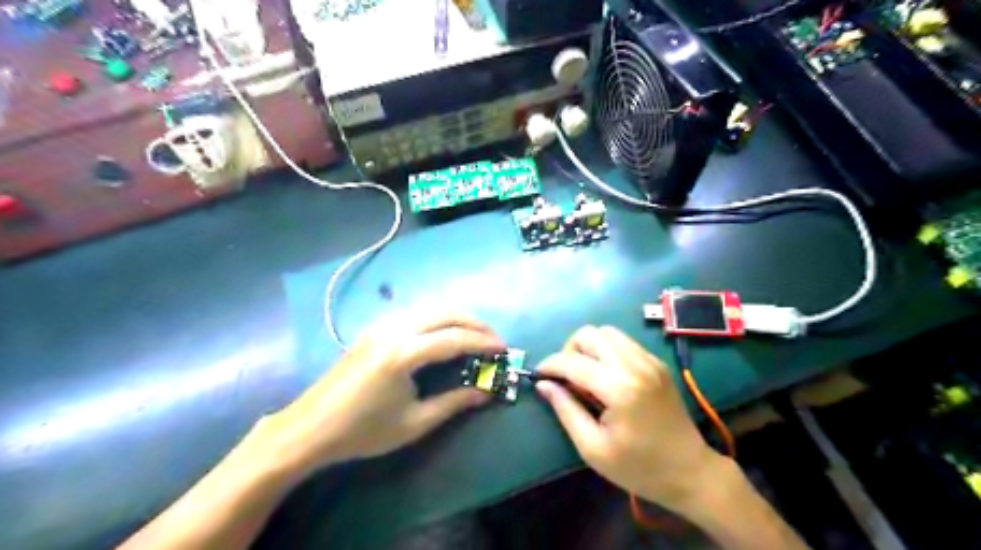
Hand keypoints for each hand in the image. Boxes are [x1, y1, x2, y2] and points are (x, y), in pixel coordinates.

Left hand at [257, 313, 501, 479]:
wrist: (310, 428)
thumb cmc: (363, 431)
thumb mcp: (414, 422)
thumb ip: (454, 402)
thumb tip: (486, 393)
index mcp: (404, 353)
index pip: (455, 339)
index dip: (483, 342)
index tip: (504, 349)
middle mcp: (394, 329)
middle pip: (445, 312)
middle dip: (475, 322)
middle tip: (493, 339)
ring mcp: (382, 325)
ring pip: (429, 307)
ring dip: (456, 316)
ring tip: (474, 334)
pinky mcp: (374, 328)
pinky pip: (415, 312)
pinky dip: (437, 317)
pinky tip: (443, 333)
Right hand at [537, 325, 718, 513]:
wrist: (690, 472)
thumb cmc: (639, 468)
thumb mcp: (593, 448)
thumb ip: (565, 410)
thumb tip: (543, 385)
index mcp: (619, 388)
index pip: (573, 361)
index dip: (550, 365)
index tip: (538, 375)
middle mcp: (635, 364)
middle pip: (590, 334)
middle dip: (569, 350)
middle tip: (566, 377)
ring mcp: (649, 360)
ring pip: (607, 332)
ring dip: (588, 347)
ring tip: (585, 374)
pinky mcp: (657, 363)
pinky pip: (623, 342)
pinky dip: (607, 350)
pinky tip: (606, 375)